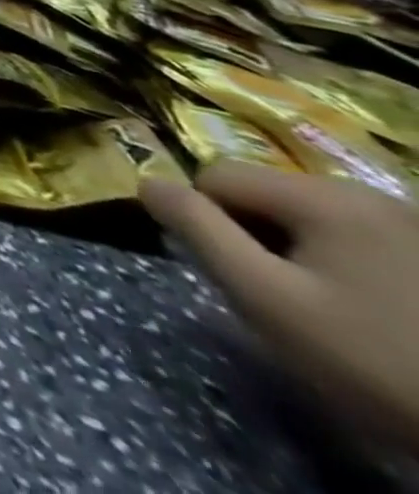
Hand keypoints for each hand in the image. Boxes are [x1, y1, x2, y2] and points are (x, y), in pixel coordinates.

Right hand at [142, 162, 418, 447]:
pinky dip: (349, 266)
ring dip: (303, 253)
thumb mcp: (268, 299)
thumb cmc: (376, 363)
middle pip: (267, 194)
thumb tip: (147, 183)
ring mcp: (413, 225)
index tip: (242, 276)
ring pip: (312, 217)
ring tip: (334, 312)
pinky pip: (359, 238)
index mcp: (323, 196)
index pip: (217, 177)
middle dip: (260, 238)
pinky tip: (377, 315)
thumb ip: (198, 230)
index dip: (210, 221)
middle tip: (287, 299)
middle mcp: (368, 193)